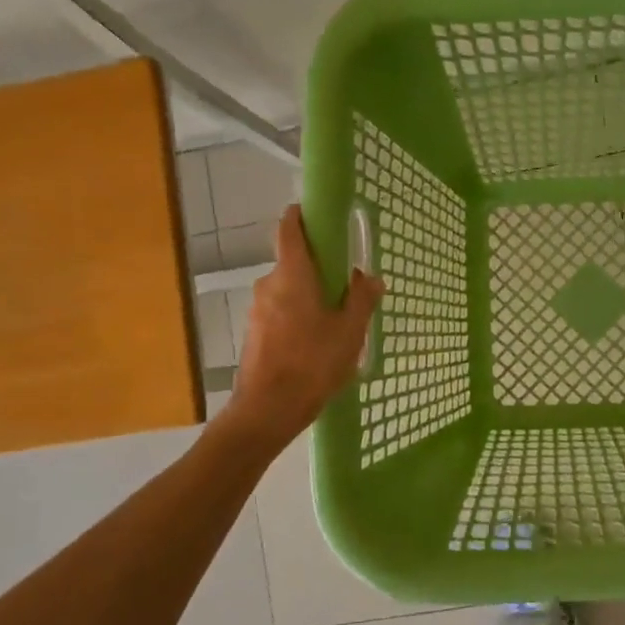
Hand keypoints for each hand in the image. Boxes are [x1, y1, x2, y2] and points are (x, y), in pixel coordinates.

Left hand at [226, 205, 383, 450]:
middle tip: (346, 285)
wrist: (268, 409)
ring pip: (287, 290)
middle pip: (293, 262)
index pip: (289, 229)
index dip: (301, 216)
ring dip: (309, 295)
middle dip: (318, 268)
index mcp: (292, 275)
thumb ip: (362, 299)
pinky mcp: (254, 332)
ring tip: (336, 320)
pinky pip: (280, 311)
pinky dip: (297, 315)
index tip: (319, 215)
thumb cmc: (313, 363)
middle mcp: (269, 284)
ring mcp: (257, 309)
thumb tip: (370, 276)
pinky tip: (316, 342)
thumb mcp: (350, 331)